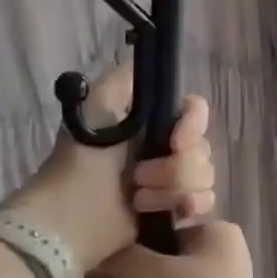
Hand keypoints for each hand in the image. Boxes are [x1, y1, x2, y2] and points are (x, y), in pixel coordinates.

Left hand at [6, 65, 214, 271]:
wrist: (71, 214)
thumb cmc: (83, 156)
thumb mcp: (99, 101)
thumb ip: (130, 76)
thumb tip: (159, 64)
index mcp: (153, 119)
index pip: (195, 110)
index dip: (192, 125)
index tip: (175, 142)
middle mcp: (166, 145)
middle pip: (203, 146)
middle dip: (176, 166)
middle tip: (138, 176)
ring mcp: (172, 179)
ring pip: (205, 175)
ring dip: (174, 188)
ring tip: (138, 199)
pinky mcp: (173, 209)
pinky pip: (204, 201)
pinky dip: (186, 205)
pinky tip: (161, 212)